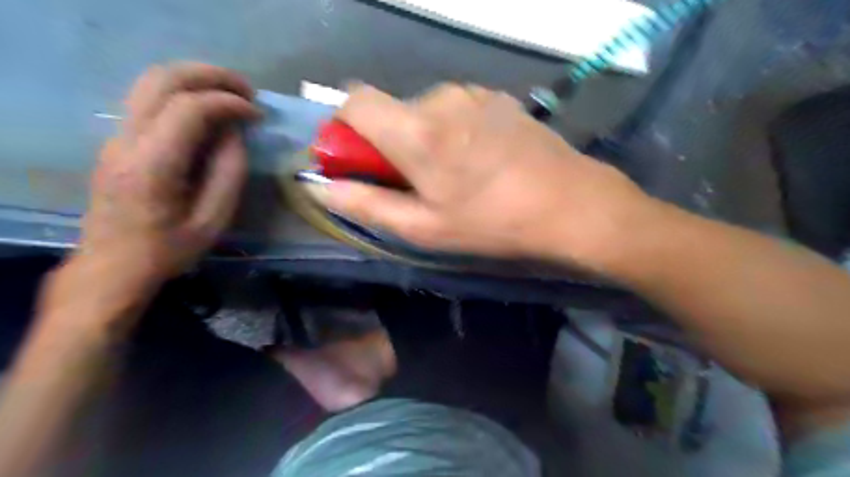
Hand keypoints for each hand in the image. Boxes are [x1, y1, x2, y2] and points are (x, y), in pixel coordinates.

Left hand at [77, 64, 257, 281]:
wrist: (113, 265)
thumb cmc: (169, 249)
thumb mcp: (213, 220)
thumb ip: (229, 173)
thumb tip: (235, 134)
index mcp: (153, 165)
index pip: (189, 109)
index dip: (229, 103)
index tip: (258, 115)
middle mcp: (126, 140)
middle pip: (162, 79)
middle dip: (211, 76)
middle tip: (247, 91)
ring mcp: (116, 137)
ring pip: (151, 82)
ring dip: (195, 79)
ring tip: (231, 94)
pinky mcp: (117, 140)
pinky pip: (149, 100)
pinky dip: (183, 94)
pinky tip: (208, 111)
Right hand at [312, 84, 654, 273]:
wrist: (571, 203)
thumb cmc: (493, 222)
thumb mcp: (425, 227)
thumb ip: (366, 204)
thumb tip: (321, 187)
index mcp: (416, 130)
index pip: (354, 100)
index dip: (345, 129)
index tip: (358, 162)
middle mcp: (441, 98)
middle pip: (391, 110)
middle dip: (389, 143)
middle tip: (416, 183)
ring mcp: (474, 94)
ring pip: (424, 110)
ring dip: (422, 138)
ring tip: (453, 175)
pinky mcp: (497, 98)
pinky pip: (455, 109)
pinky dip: (450, 130)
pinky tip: (479, 160)